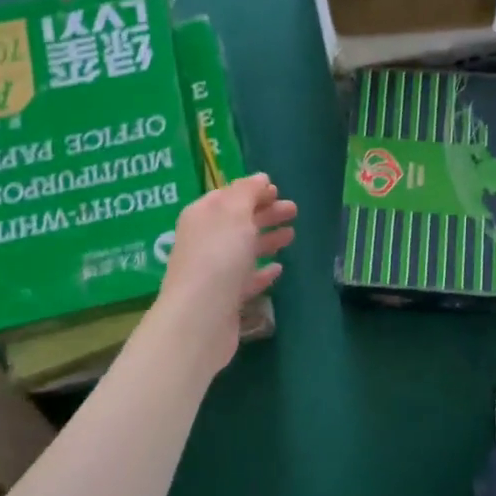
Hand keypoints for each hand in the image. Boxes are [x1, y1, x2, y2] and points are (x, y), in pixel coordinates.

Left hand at [154, 174, 296, 368]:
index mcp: (202, 216)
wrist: (201, 316)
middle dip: (265, 213)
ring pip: (244, 249)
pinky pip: (246, 279)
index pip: (227, 196)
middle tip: (294, 210)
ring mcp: (214, 271)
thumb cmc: (218, 256)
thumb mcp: (234, 213)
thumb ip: (247, 192)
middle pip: (238, 222)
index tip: (277, 190)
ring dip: (267, 240)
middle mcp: (205, 241)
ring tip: (292, 235)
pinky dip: (262, 271)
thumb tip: (260, 179)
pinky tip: (278, 269)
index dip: (252, 191)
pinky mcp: (225, 299)